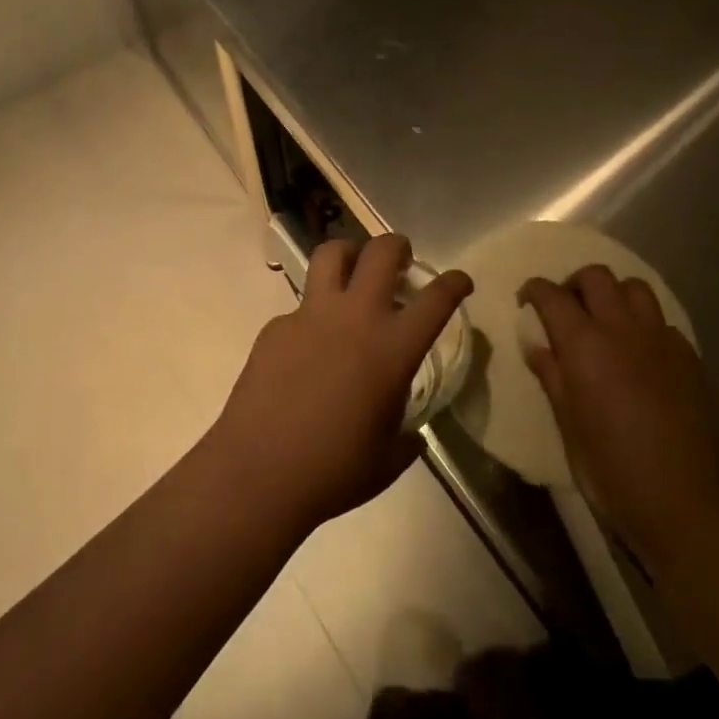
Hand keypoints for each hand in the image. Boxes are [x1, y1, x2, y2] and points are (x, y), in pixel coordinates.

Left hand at [209, 234, 472, 529]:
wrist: (259, 472)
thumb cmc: (334, 471)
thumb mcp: (389, 458)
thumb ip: (407, 434)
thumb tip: (410, 431)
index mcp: (392, 348)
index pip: (436, 299)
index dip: (454, 283)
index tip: (460, 281)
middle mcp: (355, 317)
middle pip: (382, 252)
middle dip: (397, 245)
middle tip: (400, 259)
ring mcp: (310, 315)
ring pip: (331, 254)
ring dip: (349, 254)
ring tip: (352, 271)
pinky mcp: (276, 326)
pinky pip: (300, 306)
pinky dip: (313, 315)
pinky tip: (308, 350)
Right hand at [519, 267, 718, 570]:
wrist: (682, 500)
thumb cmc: (610, 468)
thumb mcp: (567, 424)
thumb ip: (552, 375)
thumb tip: (537, 345)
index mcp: (584, 344)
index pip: (551, 295)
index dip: (534, 290)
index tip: (526, 302)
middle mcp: (622, 329)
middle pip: (596, 277)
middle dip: (574, 284)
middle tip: (566, 309)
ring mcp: (660, 340)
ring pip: (634, 288)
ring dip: (614, 295)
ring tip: (606, 321)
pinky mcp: (688, 357)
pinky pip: (661, 322)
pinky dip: (644, 325)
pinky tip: (640, 354)